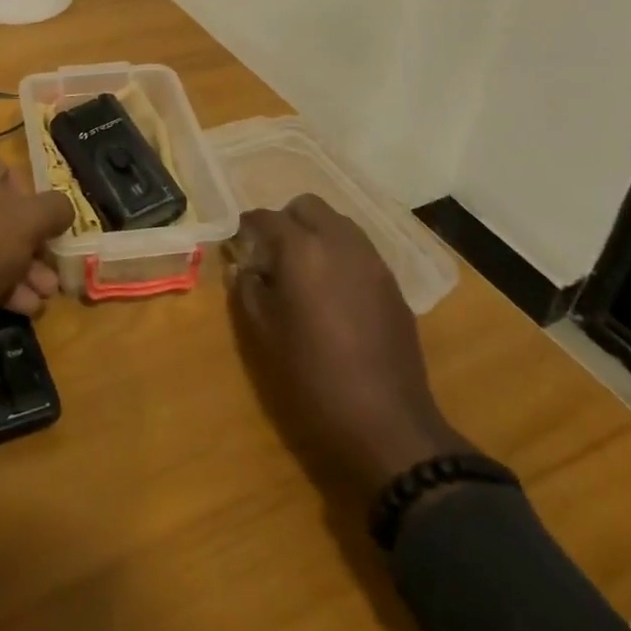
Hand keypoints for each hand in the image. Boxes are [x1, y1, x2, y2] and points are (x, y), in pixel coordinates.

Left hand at [0, 142, 74, 342]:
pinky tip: (20, 307)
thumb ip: (55, 209)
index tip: (42, 229)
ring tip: (42, 297)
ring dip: (18, 269)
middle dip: (30, 247)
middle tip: (49, 273)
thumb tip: (63, 209)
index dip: (31, 201)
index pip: (6, 171)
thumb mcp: (29, 222)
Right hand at [230, 195, 468, 502]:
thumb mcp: (264, 333)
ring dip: (316, 234)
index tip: (238, 245)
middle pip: (308, 206)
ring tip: (304, 271)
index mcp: (302, 250)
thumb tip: (242, 265)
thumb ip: (247, 288)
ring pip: (338, 223)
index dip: (246, 227)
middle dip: (286, 221)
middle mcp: (340, 242)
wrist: (387, 424)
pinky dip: (340, 255)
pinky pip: (360, 250)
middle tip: (272, 254)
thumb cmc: (313, 376)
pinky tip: (333, 292)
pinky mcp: (393, 284)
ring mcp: (372, 261)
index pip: (265, 218)